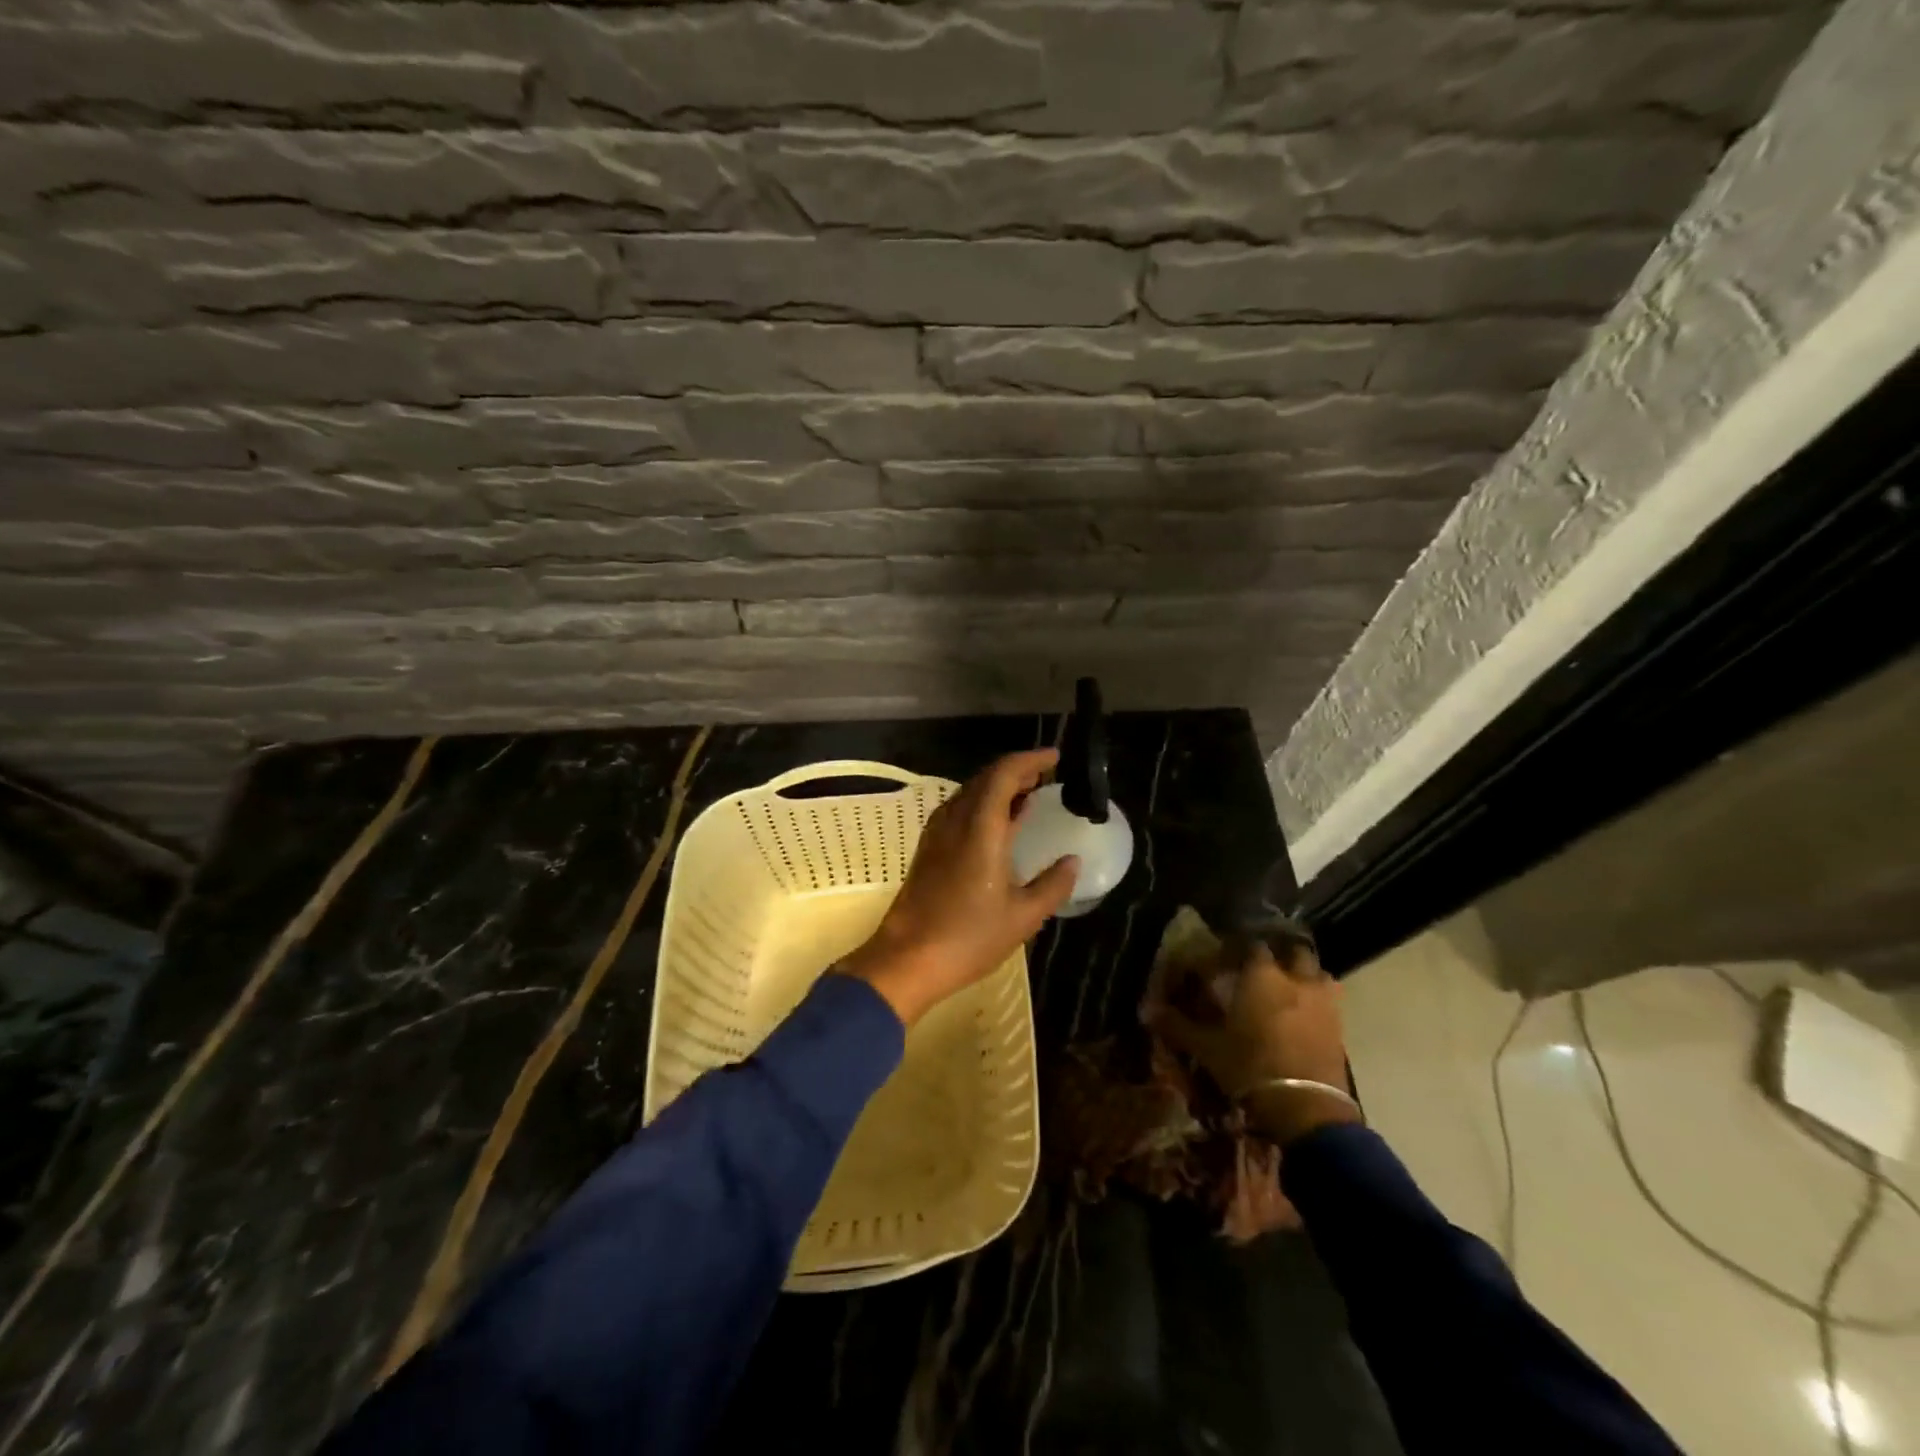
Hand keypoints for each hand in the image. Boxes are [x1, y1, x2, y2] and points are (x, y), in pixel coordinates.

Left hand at [842, 749, 1077, 1026]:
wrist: (907, 960)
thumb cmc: (969, 938)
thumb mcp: (1023, 916)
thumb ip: (1053, 885)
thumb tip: (1073, 861)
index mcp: (980, 827)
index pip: (1004, 774)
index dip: (1030, 760)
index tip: (1056, 758)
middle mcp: (955, 820)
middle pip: (986, 778)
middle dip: (1017, 771)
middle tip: (1047, 776)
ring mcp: (937, 833)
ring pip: (970, 793)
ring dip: (999, 787)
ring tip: (1029, 795)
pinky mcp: (928, 848)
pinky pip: (959, 810)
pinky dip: (984, 805)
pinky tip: (999, 824)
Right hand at [1149, 938, 1358, 1144]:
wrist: (1307, 1110)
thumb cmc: (1251, 1067)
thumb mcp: (1207, 1048)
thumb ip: (1178, 1025)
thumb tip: (1146, 1009)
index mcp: (1262, 974)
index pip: (1251, 944)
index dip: (1238, 947)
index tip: (1225, 958)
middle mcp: (1296, 979)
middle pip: (1293, 950)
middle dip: (1279, 954)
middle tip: (1260, 968)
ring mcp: (1323, 1002)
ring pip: (1318, 974)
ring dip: (1304, 976)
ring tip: (1287, 989)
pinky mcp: (1340, 1028)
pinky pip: (1329, 1002)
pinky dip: (1317, 1002)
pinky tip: (1302, 1016)